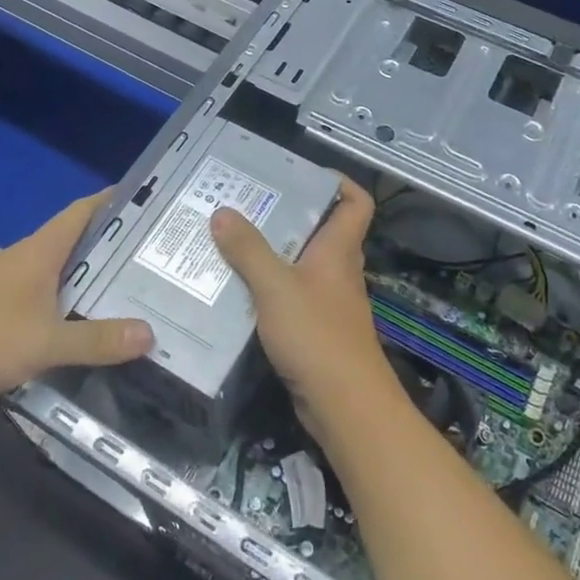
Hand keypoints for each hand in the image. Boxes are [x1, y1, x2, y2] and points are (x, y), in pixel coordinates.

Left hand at [0, 192, 153, 422]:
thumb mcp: (44, 340)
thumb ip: (95, 340)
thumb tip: (149, 334)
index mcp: (38, 252)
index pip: (82, 213)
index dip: (113, 202)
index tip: (148, 201)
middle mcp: (23, 265)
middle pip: (75, 247)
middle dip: (112, 252)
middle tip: (155, 263)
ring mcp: (4, 294)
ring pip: (57, 283)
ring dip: (88, 289)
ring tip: (130, 302)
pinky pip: (40, 314)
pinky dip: (64, 320)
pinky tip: (82, 341)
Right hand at [210, 178, 394, 440]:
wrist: (344, 405)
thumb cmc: (317, 335)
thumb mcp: (276, 286)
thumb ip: (248, 250)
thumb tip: (222, 212)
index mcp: (338, 250)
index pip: (356, 203)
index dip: (340, 183)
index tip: (304, 174)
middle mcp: (338, 271)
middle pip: (321, 232)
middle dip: (289, 216)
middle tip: (248, 205)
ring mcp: (329, 303)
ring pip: (302, 266)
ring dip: (273, 255)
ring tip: (232, 242)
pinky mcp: (316, 331)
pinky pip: (291, 298)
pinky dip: (268, 290)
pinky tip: (236, 291)